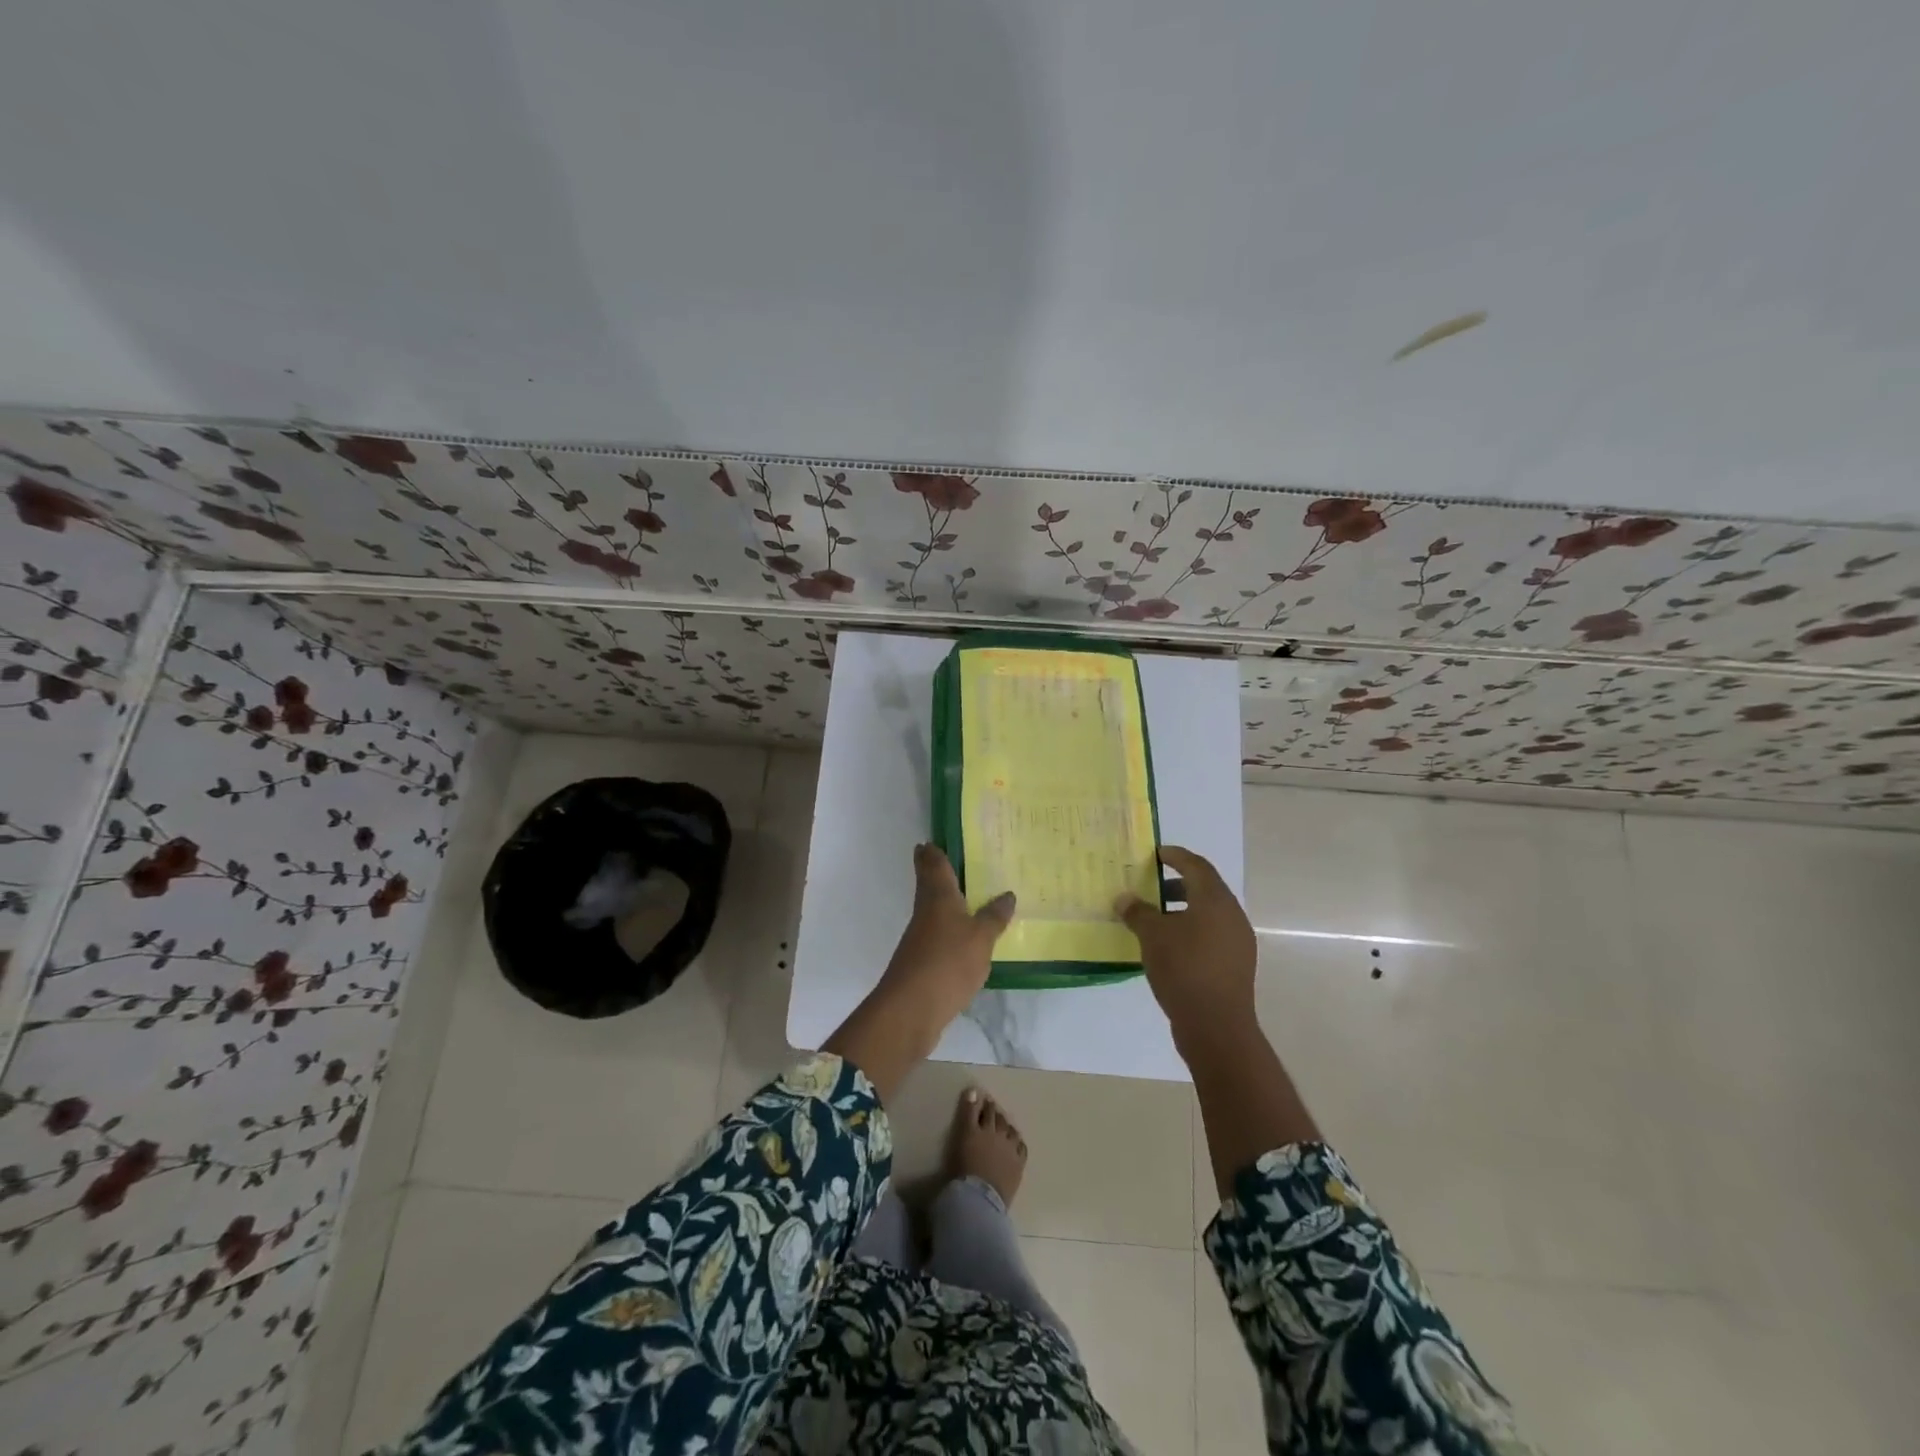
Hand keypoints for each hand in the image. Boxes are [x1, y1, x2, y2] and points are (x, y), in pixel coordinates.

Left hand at [878, 843, 1014, 1038]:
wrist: (911, 1009)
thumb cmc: (948, 962)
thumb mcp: (981, 938)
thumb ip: (994, 917)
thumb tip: (1007, 894)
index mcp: (939, 897)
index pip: (933, 865)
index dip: (932, 852)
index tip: (931, 840)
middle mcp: (926, 912)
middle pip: (928, 885)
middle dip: (935, 872)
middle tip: (950, 860)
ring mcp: (920, 938)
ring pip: (933, 910)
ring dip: (944, 901)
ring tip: (967, 895)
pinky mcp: (921, 962)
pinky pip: (937, 935)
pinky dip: (949, 929)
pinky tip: (963, 936)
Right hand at [1117, 846, 1256, 1048]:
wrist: (1216, 1027)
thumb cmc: (1184, 969)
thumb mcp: (1152, 936)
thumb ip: (1138, 912)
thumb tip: (1124, 899)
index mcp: (1215, 900)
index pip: (1196, 865)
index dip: (1175, 856)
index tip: (1156, 853)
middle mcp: (1232, 915)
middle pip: (1204, 888)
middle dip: (1177, 884)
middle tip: (1151, 887)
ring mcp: (1238, 942)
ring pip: (1208, 914)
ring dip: (1182, 910)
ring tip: (1154, 920)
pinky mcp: (1235, 965)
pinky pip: (1211, 936)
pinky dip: (1190, 931)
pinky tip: (1169, 947)